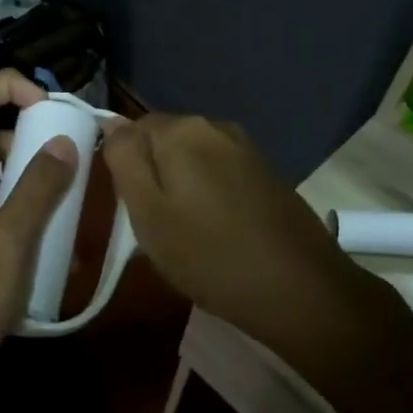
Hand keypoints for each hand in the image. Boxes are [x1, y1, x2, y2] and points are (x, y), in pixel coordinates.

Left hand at [0, 70, 78, 398]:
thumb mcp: (9, 244)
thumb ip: (38, 190)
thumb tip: (64, 142)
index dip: (10, 87)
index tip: (51, 107)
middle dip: (29, 143)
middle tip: (70, 166)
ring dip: (25, 184)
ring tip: (63, 213)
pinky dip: (12, 214)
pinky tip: (39, 249)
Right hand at [102, 113, 357, 336]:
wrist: (301, 290)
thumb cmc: (210, 256)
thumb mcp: (148, 213)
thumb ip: (124, 160)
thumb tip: (111, 122)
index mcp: (181, 130)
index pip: (129, 130)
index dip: (123, 168)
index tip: (128, 207)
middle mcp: (215, 126)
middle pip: (162, 142)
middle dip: (152, 175)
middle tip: (152, 225)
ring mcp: (245, 148)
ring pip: (191, 158)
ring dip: (180, 185)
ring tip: (183, 232)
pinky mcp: (266, 172)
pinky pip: (219, 172)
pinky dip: (208, 193)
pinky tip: (215, 230)